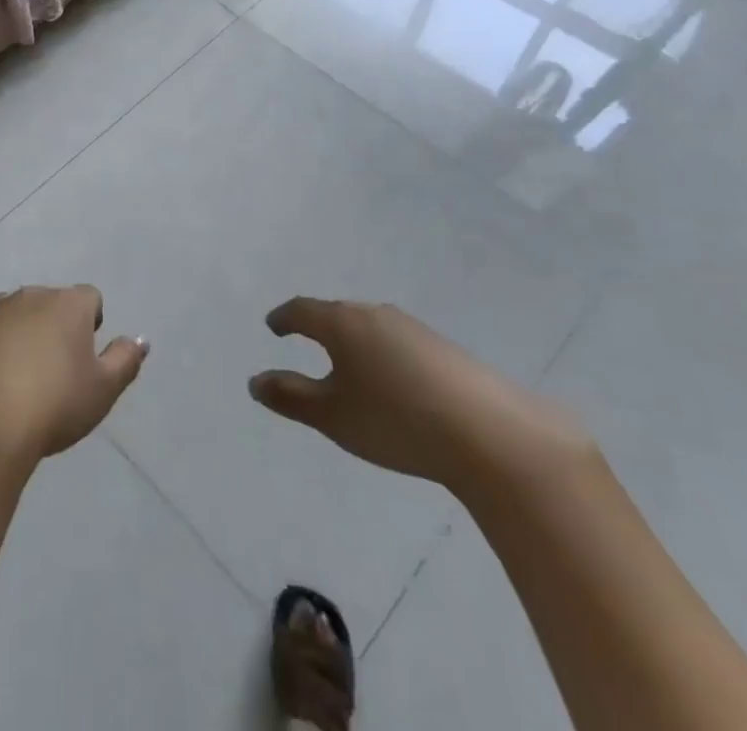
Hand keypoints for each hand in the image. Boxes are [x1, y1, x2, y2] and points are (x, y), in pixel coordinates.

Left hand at [0, 285, 147, 473]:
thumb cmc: (53, 407)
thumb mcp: (103, 391)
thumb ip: (125, 360)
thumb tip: (140, 339)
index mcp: (68, 305)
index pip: (89, 298)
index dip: (90, 323)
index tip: (84, 356)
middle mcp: (30, 295)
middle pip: (48, 301)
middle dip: (51, 325)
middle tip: (50, 368)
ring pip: (9, 308)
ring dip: (15, 328)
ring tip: (12, 370)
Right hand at [248, 299, 588, 491]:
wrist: (491, 436)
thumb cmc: (396, 421)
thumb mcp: (333, 416)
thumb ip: (290, 396)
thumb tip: (255, 381)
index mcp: (342, 323)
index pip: (302, 310)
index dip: (284, 318)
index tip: (273, 326)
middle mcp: (376, 315)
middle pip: (338, 315)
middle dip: (320, 329)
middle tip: (307, 345)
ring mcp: (414, 329)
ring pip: (371, 329)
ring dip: (354, 344)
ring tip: (350, 370)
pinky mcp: (445, 349)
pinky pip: (399, 345)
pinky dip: (384, 358)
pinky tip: (395, 387)